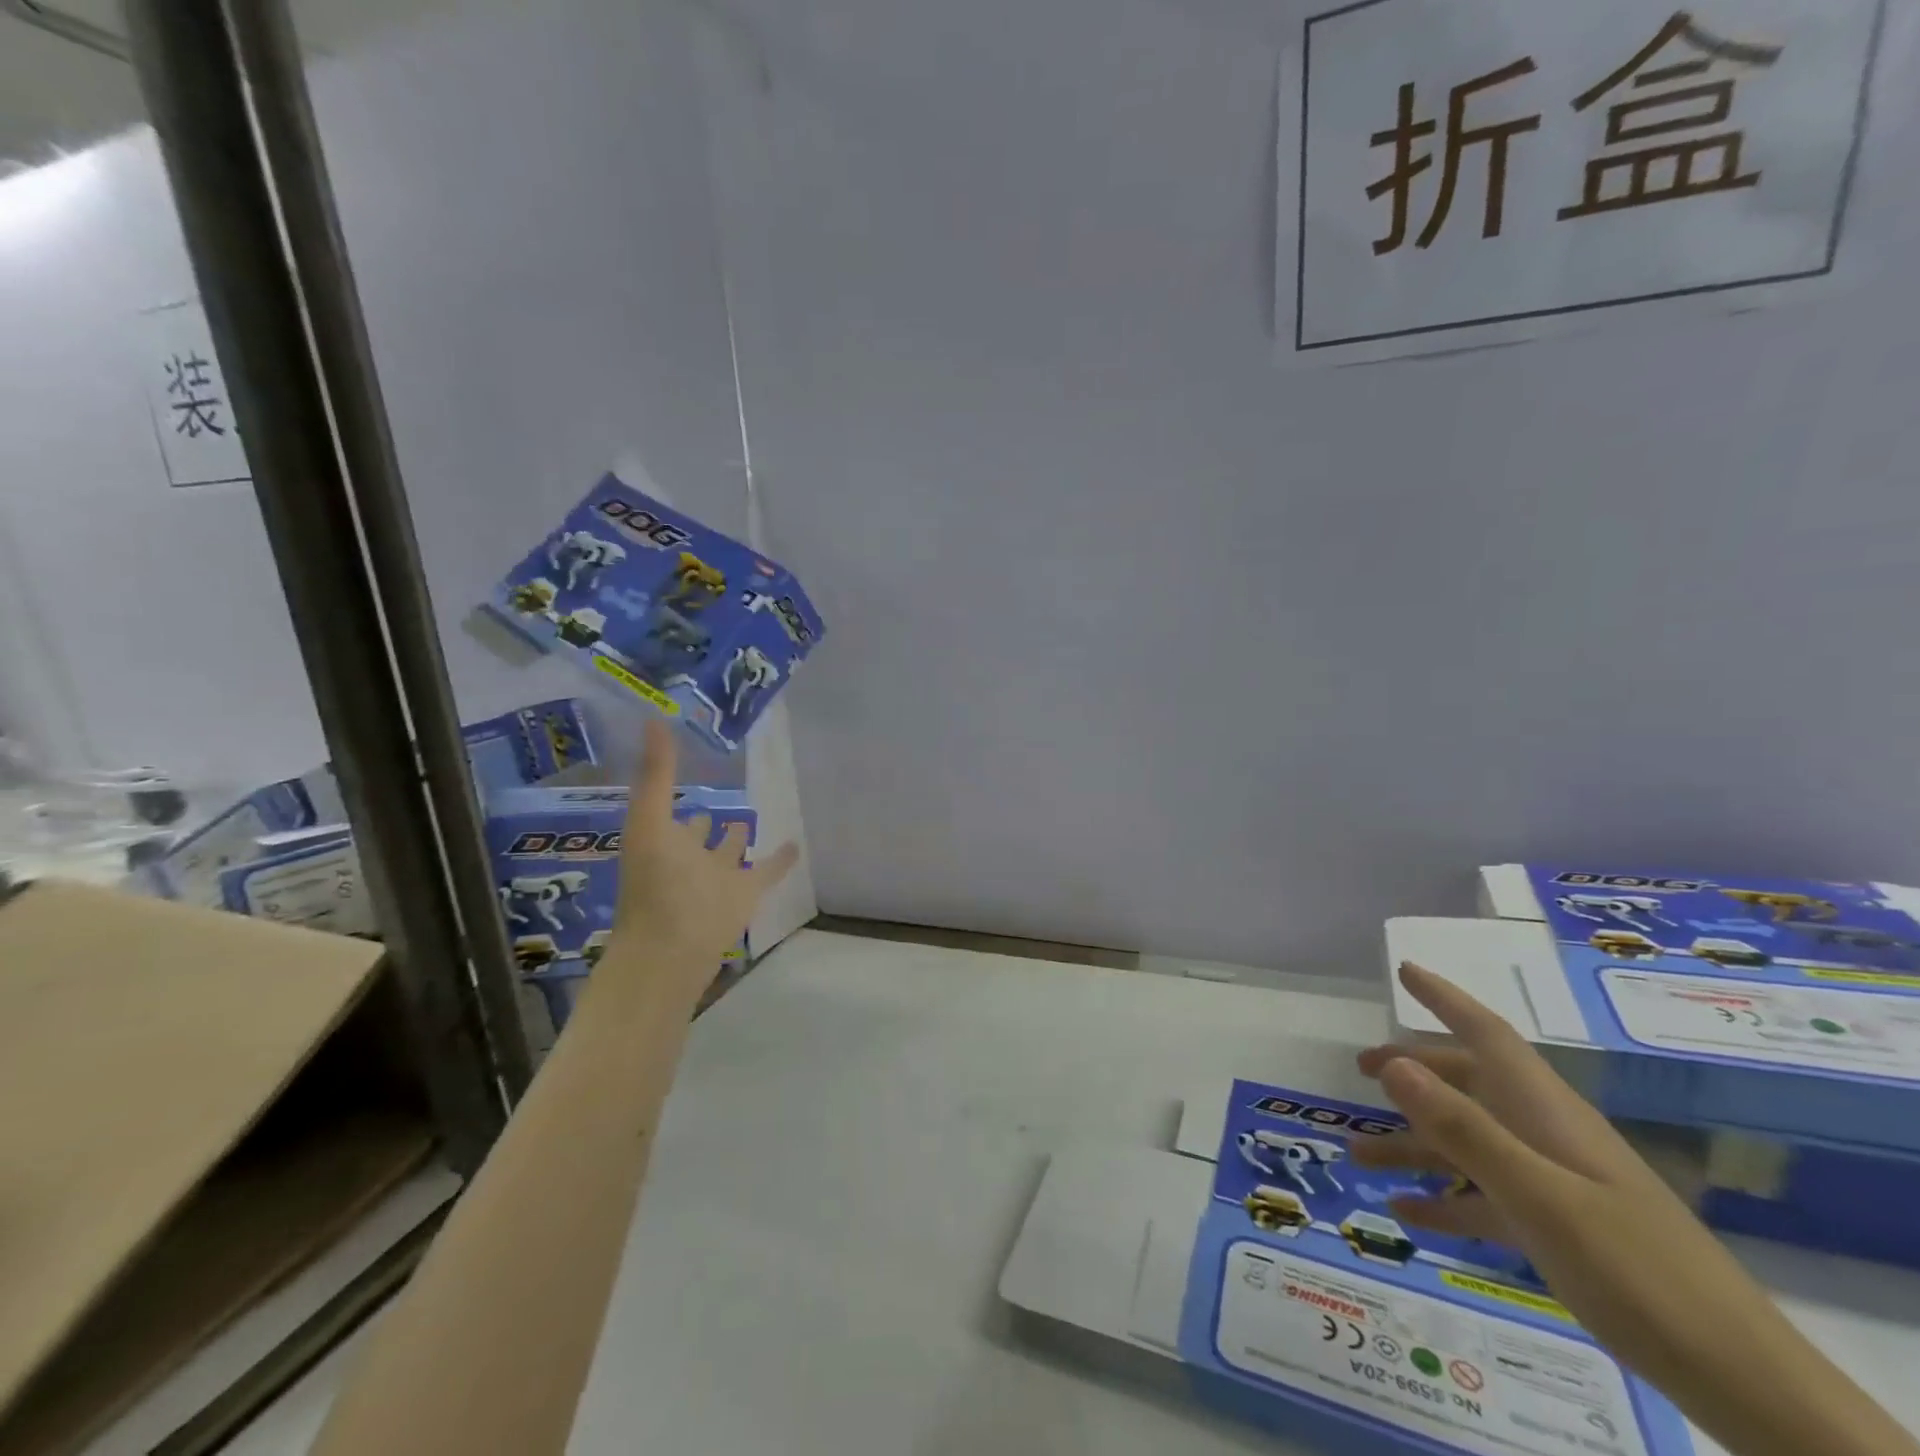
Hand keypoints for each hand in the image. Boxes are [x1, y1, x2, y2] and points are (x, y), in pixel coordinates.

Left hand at [601, 720, 798, 1007]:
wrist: (675, 948)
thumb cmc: (656, 883)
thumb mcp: (649, 820)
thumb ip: (655, 773)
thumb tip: (653, 718)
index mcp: (662, 839)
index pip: (668, 807)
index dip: (671, 788)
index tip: (682, 762)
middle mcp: (688, 856)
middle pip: (698, 833)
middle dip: (704, 819)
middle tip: (721, 793)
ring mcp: (719, 876)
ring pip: (731, 852)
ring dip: (737, 837)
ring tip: (751, 814)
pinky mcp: (747, 894)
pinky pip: (767, 871)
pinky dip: (781, 860)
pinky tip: (797, 844)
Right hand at [1354, 963, 1917, 1455]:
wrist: (1740, 1378)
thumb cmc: (1636, 1268)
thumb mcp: (1539, 1197)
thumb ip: (1463, 1128)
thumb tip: (1394, 1063)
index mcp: (1545, 1109)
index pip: (1487, 1033)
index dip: (1445, 998)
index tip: (1404, 971)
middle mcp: (1545, 1133)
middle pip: (1468, 1083)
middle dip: (1414, 1071)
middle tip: (1360, 1068)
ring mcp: (1554, 1182)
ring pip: (1468, 1144)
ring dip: (1414, 1145)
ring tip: (1358, 1155)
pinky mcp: (1559, 1229)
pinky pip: (1486, 1199)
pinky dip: (1445, 1201)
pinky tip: (1406, 1213)